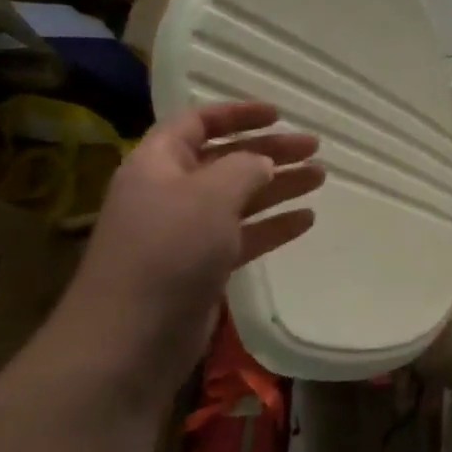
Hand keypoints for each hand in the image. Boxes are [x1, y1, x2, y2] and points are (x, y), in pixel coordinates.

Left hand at [54, 103, 324, 397]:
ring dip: (279, 186)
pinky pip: (244, 235)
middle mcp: (171, 192)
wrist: (131, 338)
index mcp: (158, 164)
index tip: (279, 113)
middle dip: (270, 150)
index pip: (198, 122)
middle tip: (315, 148)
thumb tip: (263, 162)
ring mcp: (186, 232)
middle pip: (226, 159)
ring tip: (320, 178)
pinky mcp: (202, 267)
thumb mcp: (210, 195)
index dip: (237, 113)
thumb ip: (245, 168)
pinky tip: (306, 220)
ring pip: (240, 197)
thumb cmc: (168, 251)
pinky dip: (273, 225)